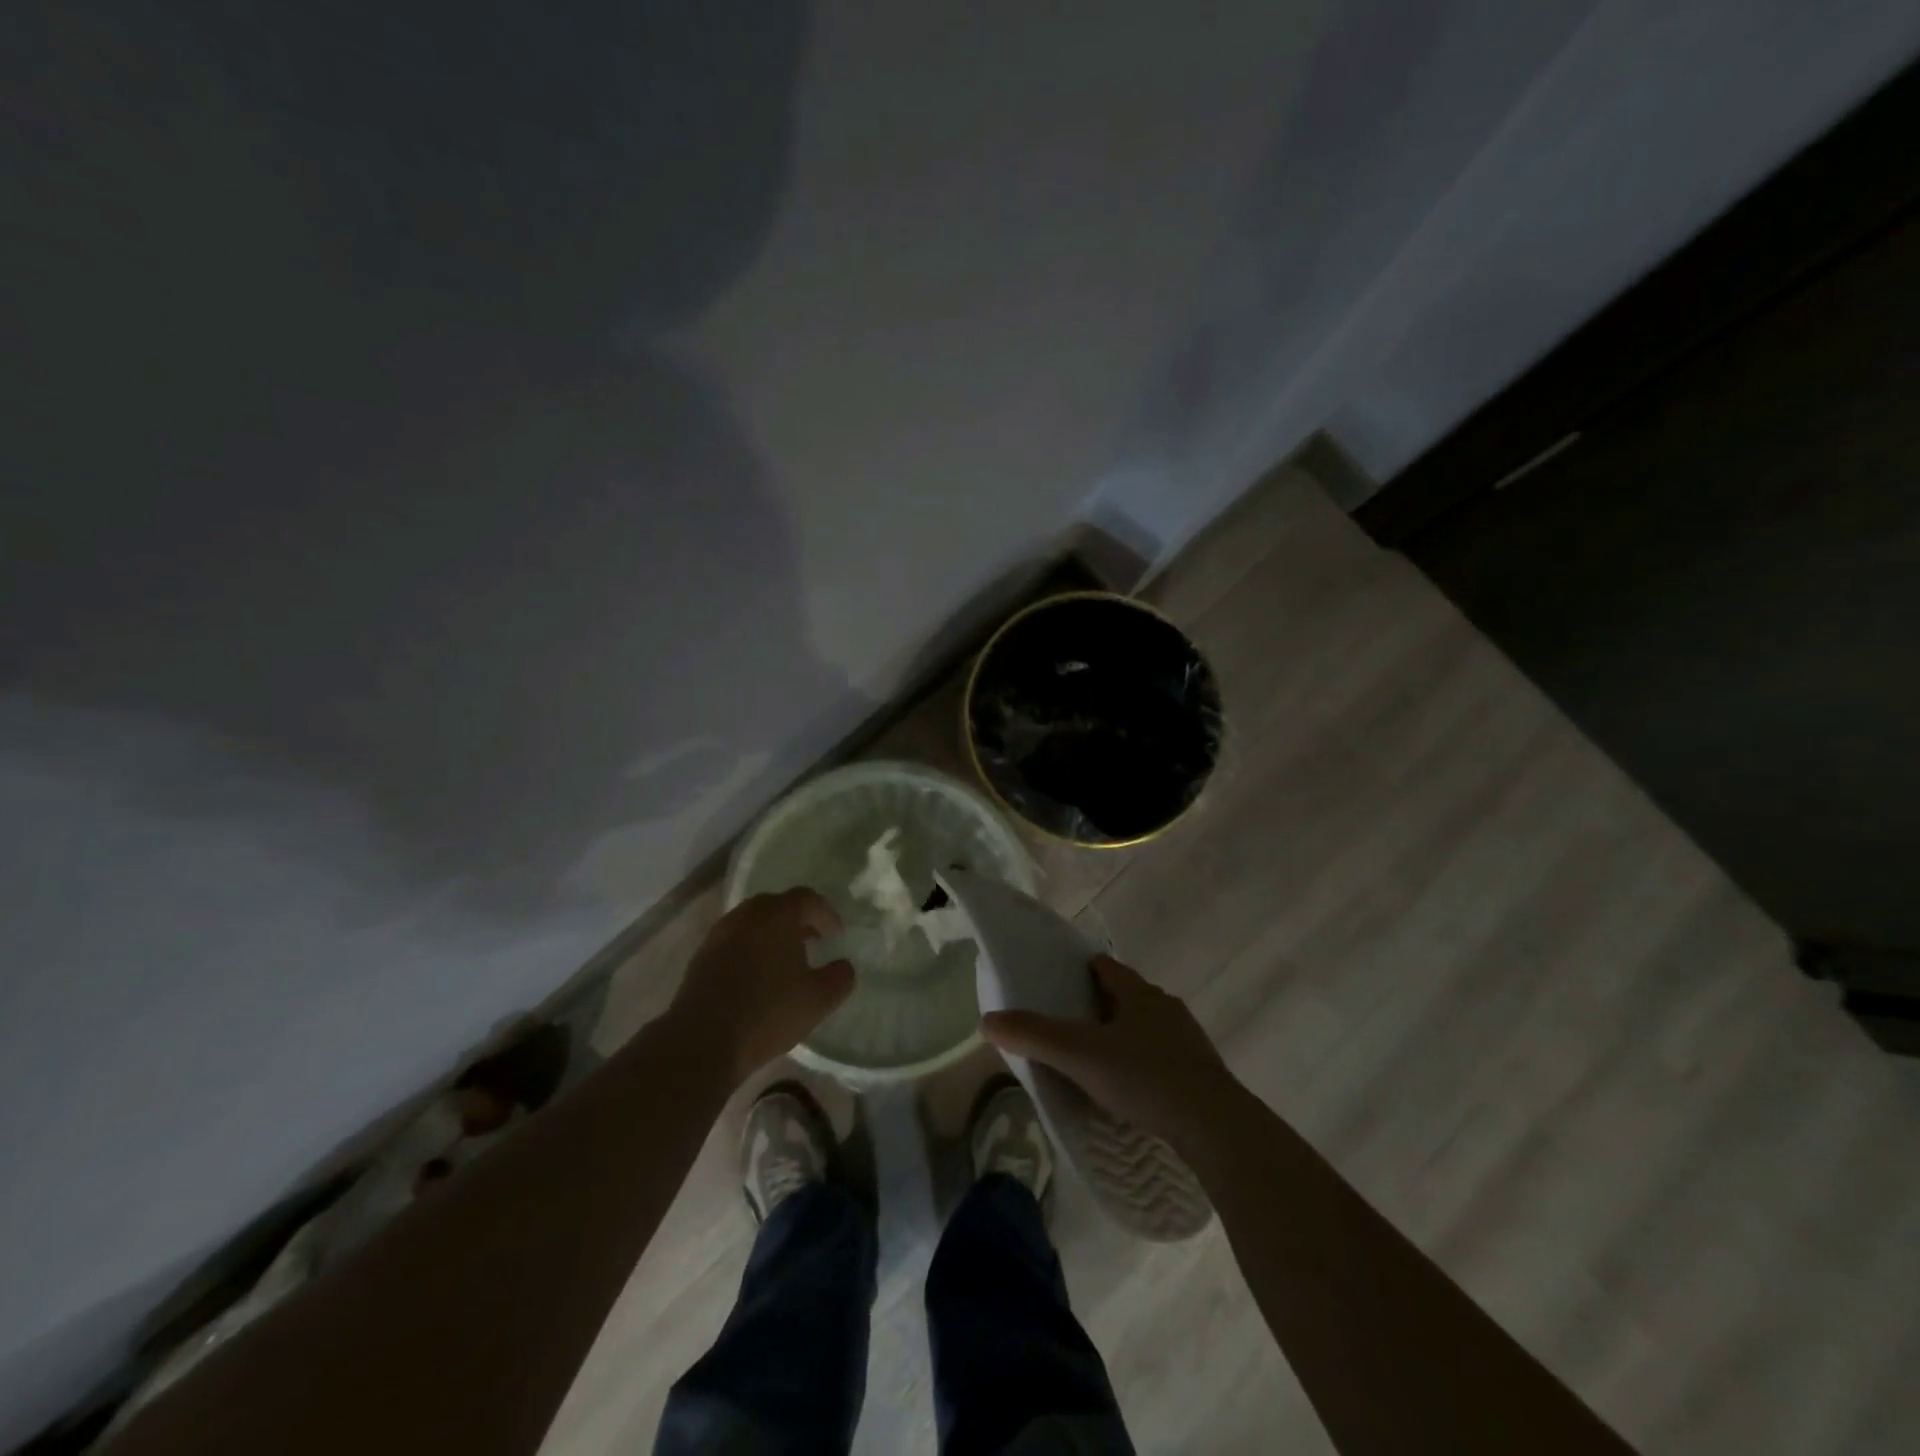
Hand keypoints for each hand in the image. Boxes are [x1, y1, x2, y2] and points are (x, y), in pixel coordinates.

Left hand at [668, 889, 855, 1087]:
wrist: (702, 1040)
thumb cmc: (768, 1012)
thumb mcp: (818, 999)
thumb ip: (840, 977)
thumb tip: (845, 966)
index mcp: (777, 915)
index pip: (807, 898)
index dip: (826, 913)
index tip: (836, 934)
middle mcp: (747, 915)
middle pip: (776, 905)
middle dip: (797, 919)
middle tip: (812, 939)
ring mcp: (720, 934)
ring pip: (752, 922)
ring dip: (771, 933)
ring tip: (784, 959)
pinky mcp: (701, 957)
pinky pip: (733, 941)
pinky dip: (750, 948)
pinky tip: (756, 976)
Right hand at [981, 955, 1240, 1145]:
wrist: (1215, 1126)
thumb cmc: (1144, 1077)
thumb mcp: (1080, 1056)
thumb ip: (1034, 1036)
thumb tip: (987, 1021)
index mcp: (1137, 992)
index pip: (1104, 966)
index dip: (1079, 970)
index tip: (1058, 983)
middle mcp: (1165, 1006)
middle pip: (1126, 995)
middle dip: (1099, 1005)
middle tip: (1070, 1027)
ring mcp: (1187, 1038)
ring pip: (1147, 1026)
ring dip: (1124, 1036)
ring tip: (1099, 1061)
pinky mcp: (1202, 1071)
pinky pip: (1164, 1056)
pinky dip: (1145, 1063)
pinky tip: (1133, 1090)